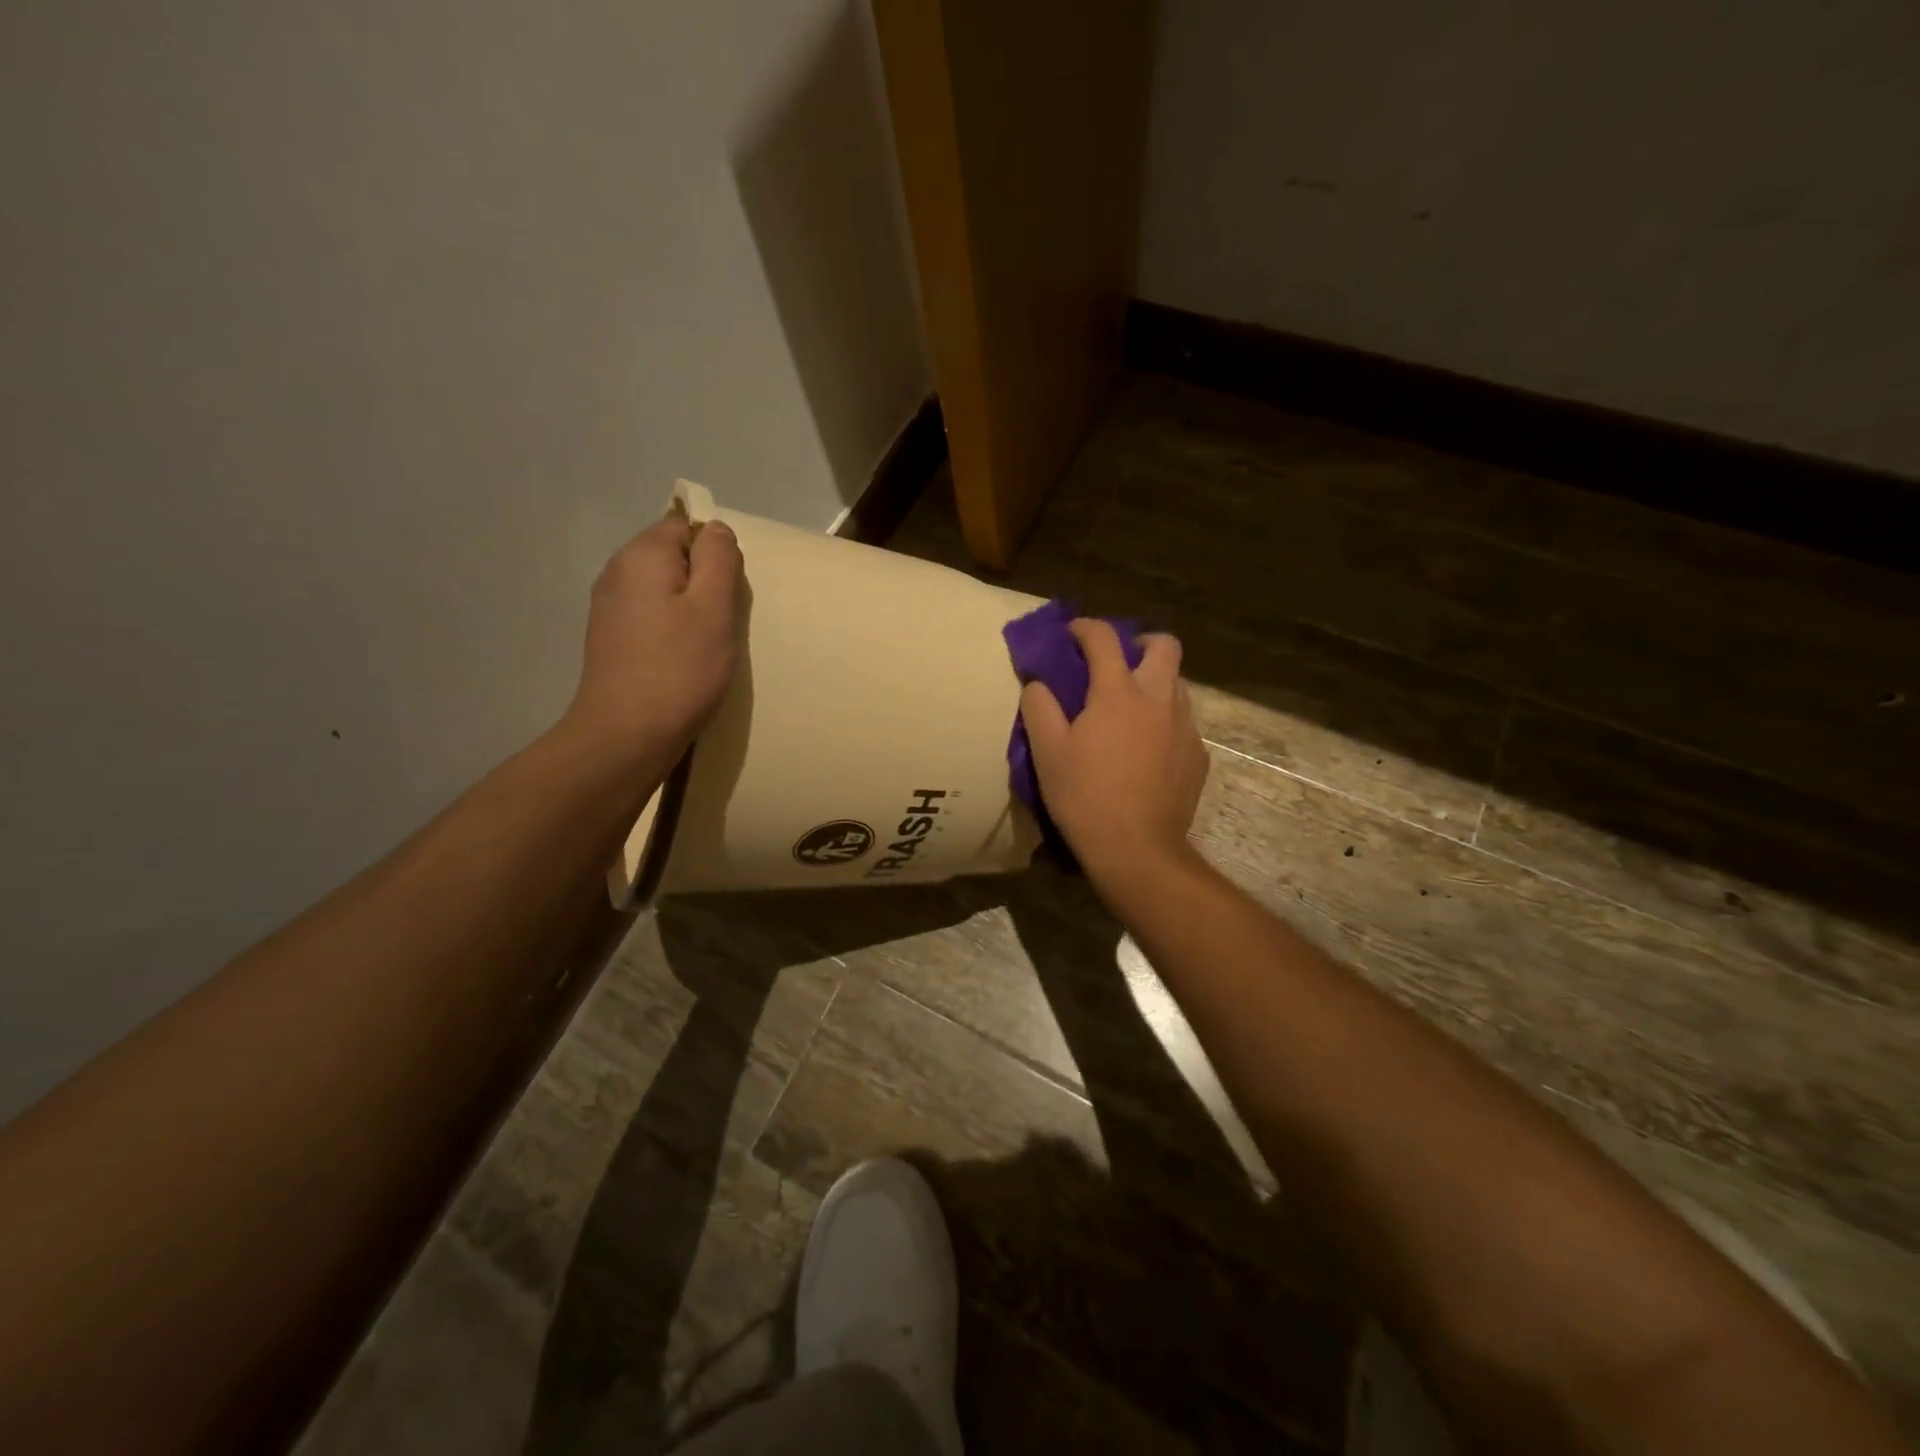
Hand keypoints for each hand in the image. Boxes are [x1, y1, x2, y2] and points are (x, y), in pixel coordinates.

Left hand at [560, 512, 743, 767]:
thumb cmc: (680, 669)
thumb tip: (716, 529)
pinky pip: (650, 615)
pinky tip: (681, 660)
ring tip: (704, 646)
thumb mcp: (714, 608)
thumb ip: (719, 559)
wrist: (626, 735)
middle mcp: (617, 571)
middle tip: (722, 624)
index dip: (715, 555)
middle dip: (704, 582)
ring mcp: (608, 606)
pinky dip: (671, 630)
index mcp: (642, 555)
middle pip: (673, 556)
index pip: (686, 526)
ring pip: (663, 588)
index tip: (727, 595)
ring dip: (689, 609)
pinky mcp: (609, 638)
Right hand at [1019, 619, 1208, 882]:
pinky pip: (1183, 722)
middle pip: (1164, 646)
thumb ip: (1039, 707)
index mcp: (1119, 692)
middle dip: (1140, 642)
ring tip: (1131, 707)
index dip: (1085, 627)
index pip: (1104, 638)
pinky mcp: (1198, 756)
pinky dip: (1164, 721)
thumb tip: (1038, 682)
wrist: (1136, 848)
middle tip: (1118, 661)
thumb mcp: (1047, 751)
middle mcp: (1159, 699)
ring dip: (1155, 681)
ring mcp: (1184, 727)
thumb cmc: (1085, 796)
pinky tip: (1147, 749)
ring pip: (1177, 684)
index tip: (1072, 633)